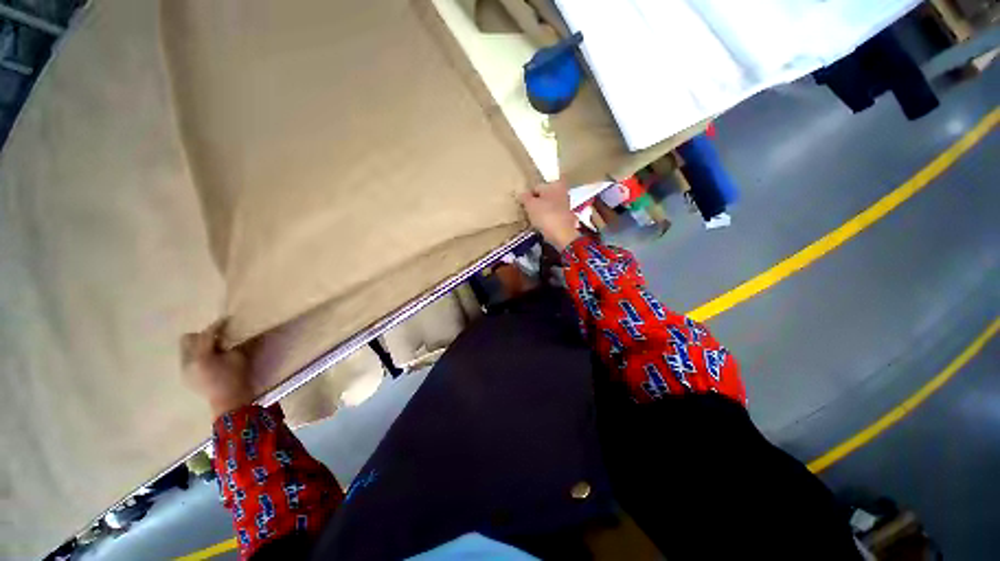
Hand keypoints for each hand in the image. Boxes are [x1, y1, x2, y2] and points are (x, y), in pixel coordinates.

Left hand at [181, 320, 254, 416]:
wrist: (229, 401)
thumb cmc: (236, 377)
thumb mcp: (239, 357)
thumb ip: (233, 344)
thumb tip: (233, 333)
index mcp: (201, 356)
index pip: (206, 335)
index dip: (217, 326)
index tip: (226, 320)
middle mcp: (187, 361)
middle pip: (187, 339)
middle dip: (202, 336)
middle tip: (217, 338)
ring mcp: (184, 370)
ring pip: (186, 349)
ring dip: (199, 346)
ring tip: (214, 349)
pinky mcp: (186, 376)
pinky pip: (188, 359)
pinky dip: (198, 355)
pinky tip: (211, 361)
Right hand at [519, 181, 579, 249]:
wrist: (562, 235)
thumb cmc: (545, 215)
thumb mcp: (530, 205)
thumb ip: (525, 197)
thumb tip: (522, 194)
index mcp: (554, 184)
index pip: (535, 188)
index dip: (528, 196)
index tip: (523, 206)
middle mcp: (562, 192)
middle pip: (544, 197)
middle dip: (536, 203)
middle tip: (528, 213)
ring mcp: (566, 206)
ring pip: (548, 207)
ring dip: (541, 212)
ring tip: (534, 221)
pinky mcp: (566, 218)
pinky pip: (552, 216)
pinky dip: (547, 220)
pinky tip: (542, 226)